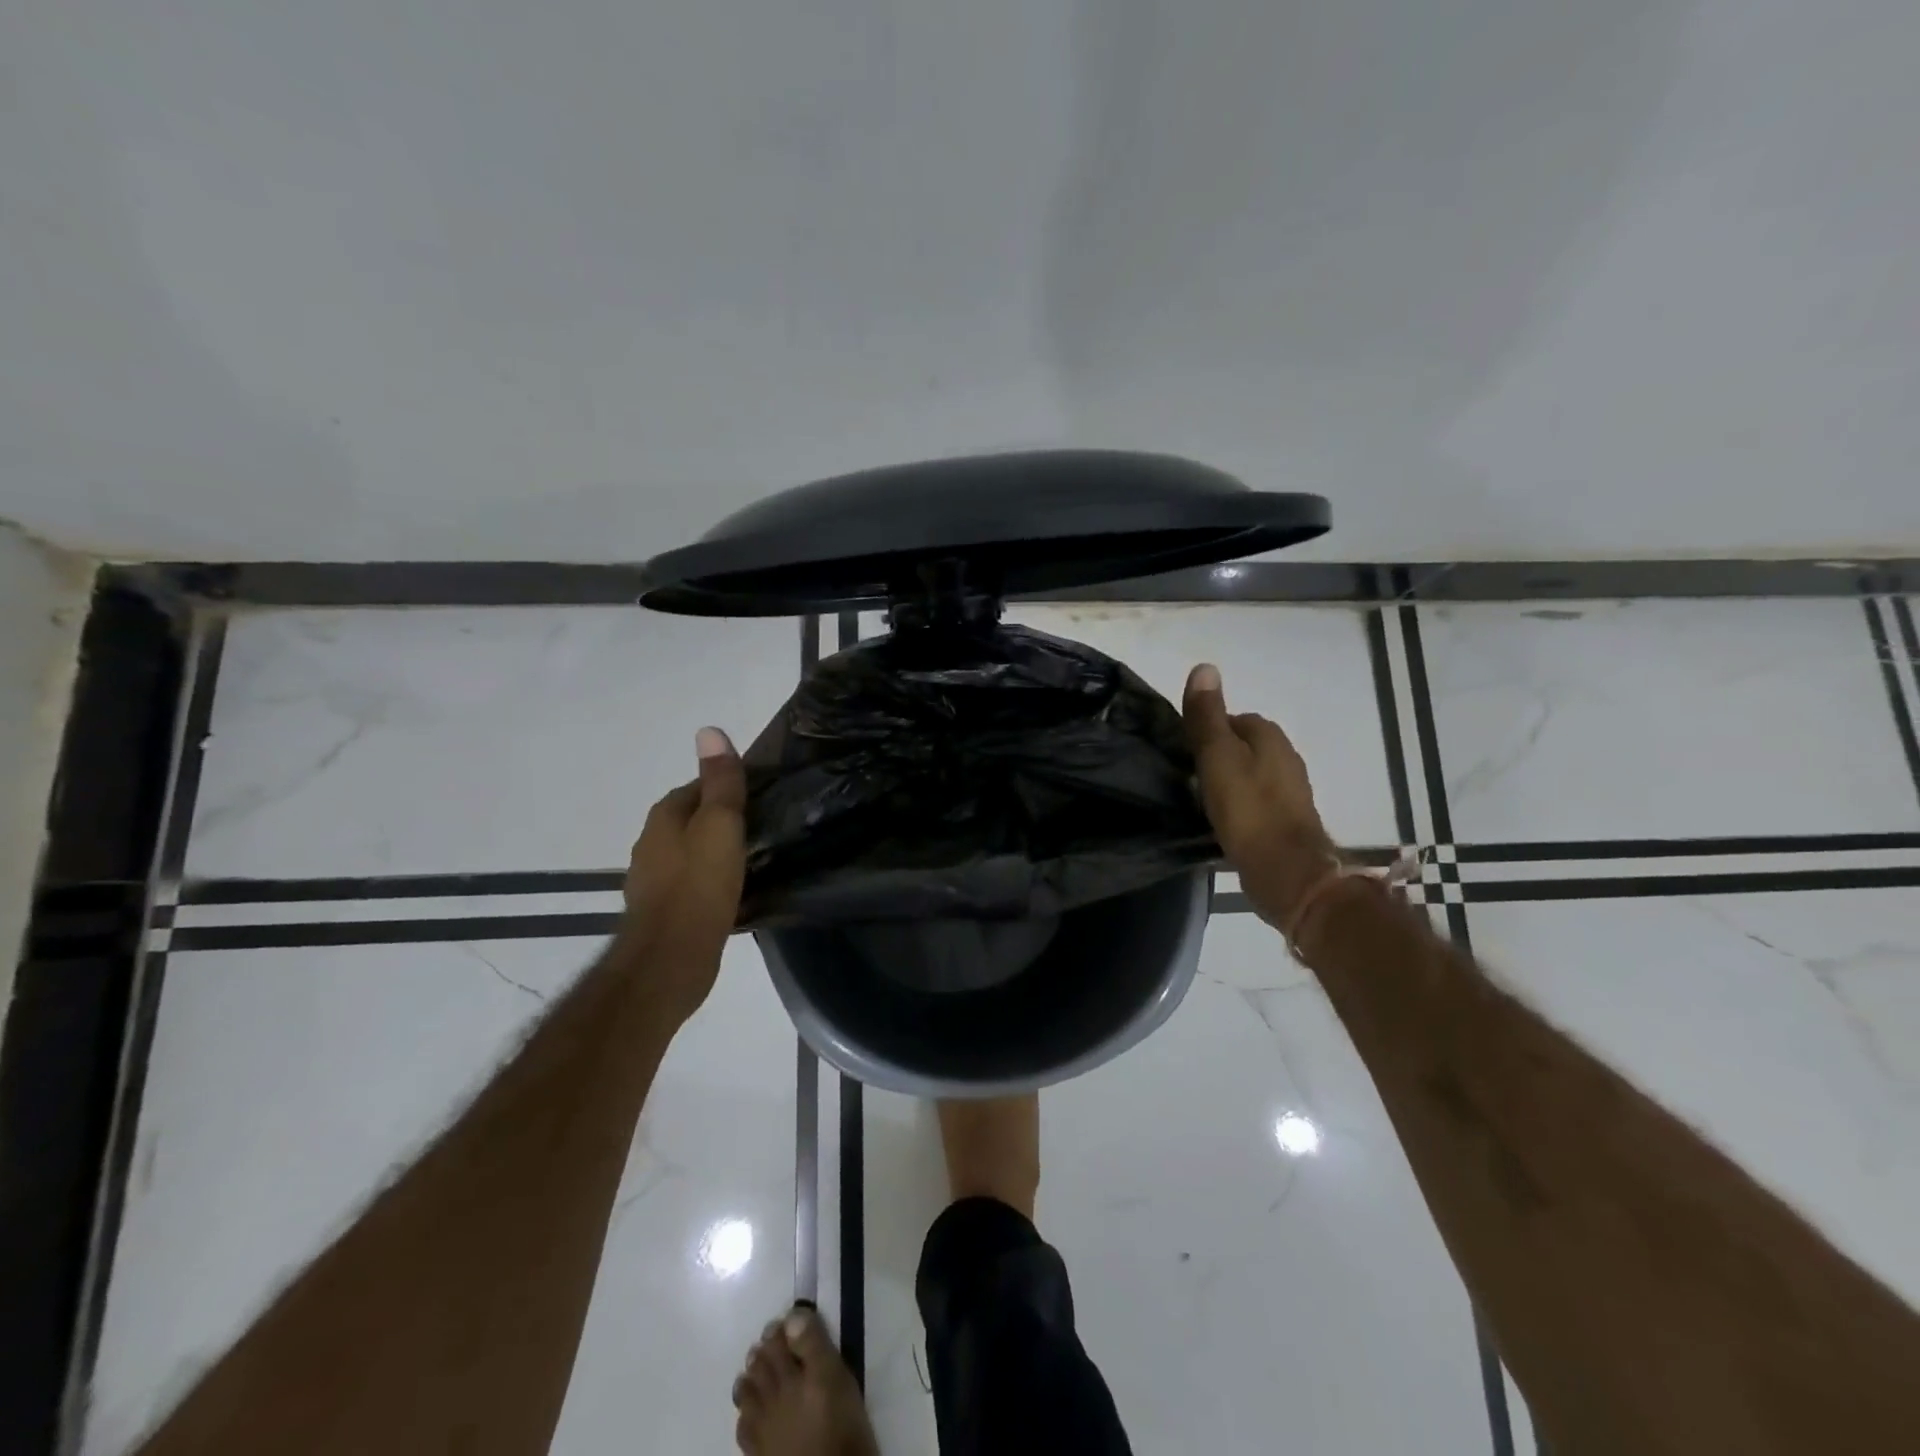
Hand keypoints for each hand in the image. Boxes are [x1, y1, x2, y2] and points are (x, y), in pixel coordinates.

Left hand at [619, 726, 747, 1026]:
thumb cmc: (698, 886)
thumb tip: (709, 730)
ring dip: (714, 852)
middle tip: (761, 825)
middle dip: (719, 819)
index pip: (695, 788)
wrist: (671, 959)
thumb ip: (720, 782)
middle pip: (690, 820)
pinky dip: (710, 881)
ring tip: (752, 857)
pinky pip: (691, 884)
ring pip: (690, 853)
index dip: (725, 787)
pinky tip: (733, 891)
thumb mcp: (719, 825)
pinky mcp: (664, 912)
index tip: (758, 795)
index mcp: (663, 818)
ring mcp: (653, 881)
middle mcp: (651, 845)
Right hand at [1182, 663, 1337, 924]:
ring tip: (1201, 801)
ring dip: (1228, 782)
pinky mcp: (1287, 820)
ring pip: (1249, 773)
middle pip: (1241, 746)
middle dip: (1217, 757)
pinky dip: (1239, 805)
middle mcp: (1285, 756)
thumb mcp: (1217, 756)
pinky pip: (1255, 800)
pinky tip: (1223, 821)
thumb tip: (1204, 667)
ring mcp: (1290, 790)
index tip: (1184, 753)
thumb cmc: (1248, 809)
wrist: (1286, 872)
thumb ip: (1208, 716)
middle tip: (1189, 778)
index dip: (1205, 732)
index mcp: (1269, 735)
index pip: (1231, 718)